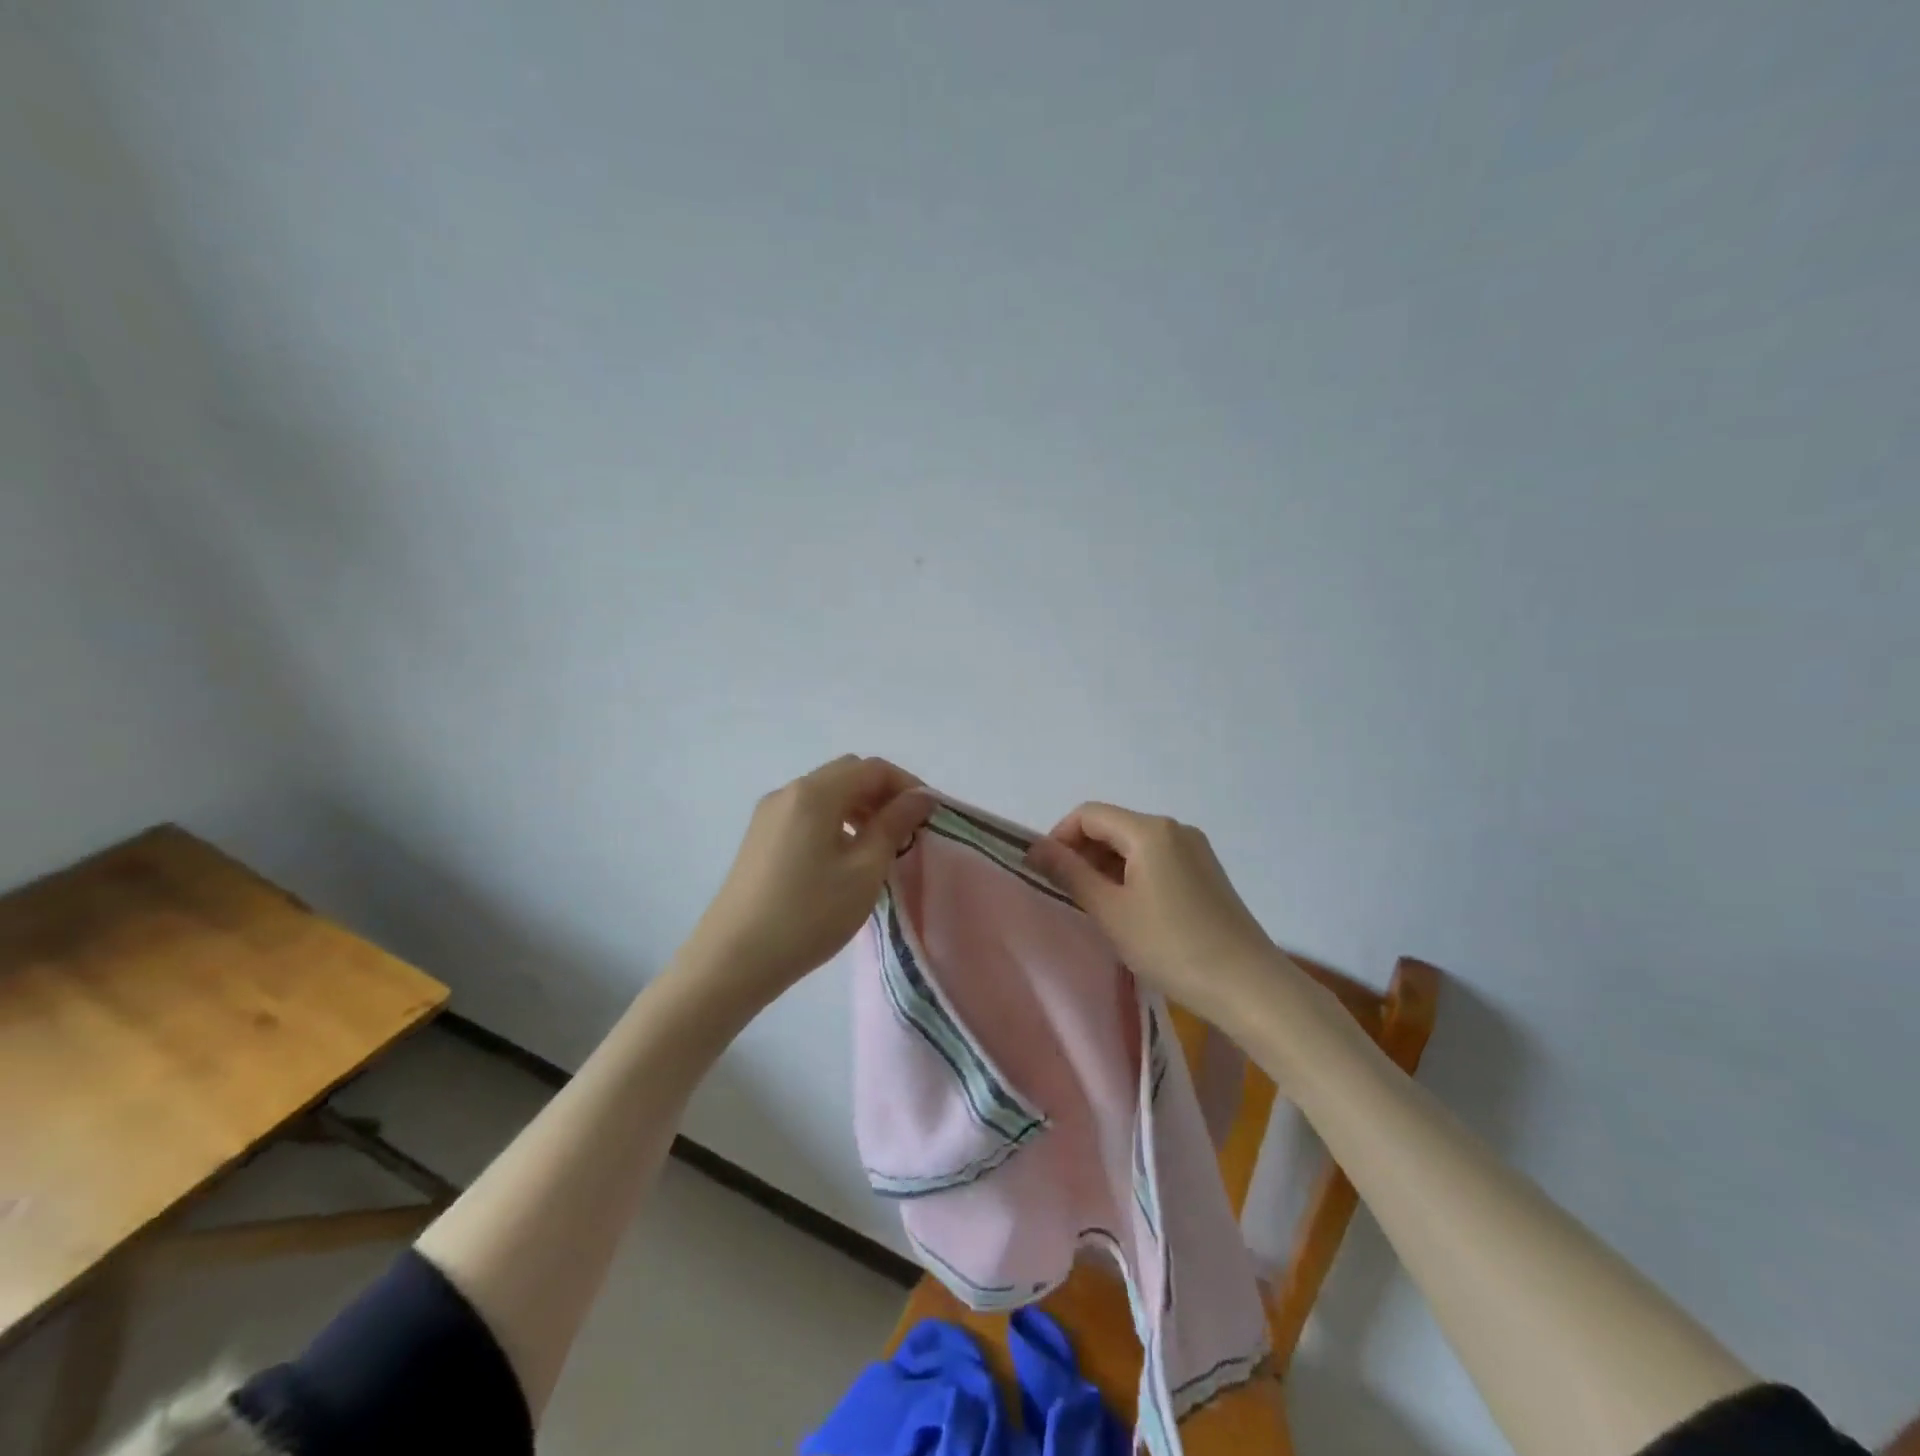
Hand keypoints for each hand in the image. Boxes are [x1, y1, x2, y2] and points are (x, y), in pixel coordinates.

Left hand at [683, 755, 934, 1002]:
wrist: (733, 959)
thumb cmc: (809, 914)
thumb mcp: (864, 871)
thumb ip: (894, 826)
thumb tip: (919, 798)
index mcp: (815, 793)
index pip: (873, 768)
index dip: (907, 785)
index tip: (929, 816)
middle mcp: (789, 792)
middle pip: (847, 774)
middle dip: (883, 794)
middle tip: (907, 831)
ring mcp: (769, 814)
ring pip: (826, 794)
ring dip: (859, 808)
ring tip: (880, 847)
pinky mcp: (760, 837)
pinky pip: (807, 813)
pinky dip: (835, 821)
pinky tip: (845, 857)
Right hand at [1025, 803, 1282, 1025]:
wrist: (1248, 985)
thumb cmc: (1171, 946)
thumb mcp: (1110, 911)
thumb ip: (1070, 874)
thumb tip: (1036, 849)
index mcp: (1150, 830)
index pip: (1088, 815)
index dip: (1059, 837)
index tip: (1045, 873)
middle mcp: (1174, 828)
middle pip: (1112, 826)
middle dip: (1082, 853)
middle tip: (1067, 894)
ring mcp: (1195, 849)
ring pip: (1134, 844)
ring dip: (1106, 866)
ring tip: (1096, 907)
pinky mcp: (1206, 871)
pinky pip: (1156, 859)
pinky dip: (1132, 875)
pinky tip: (1130, 911)